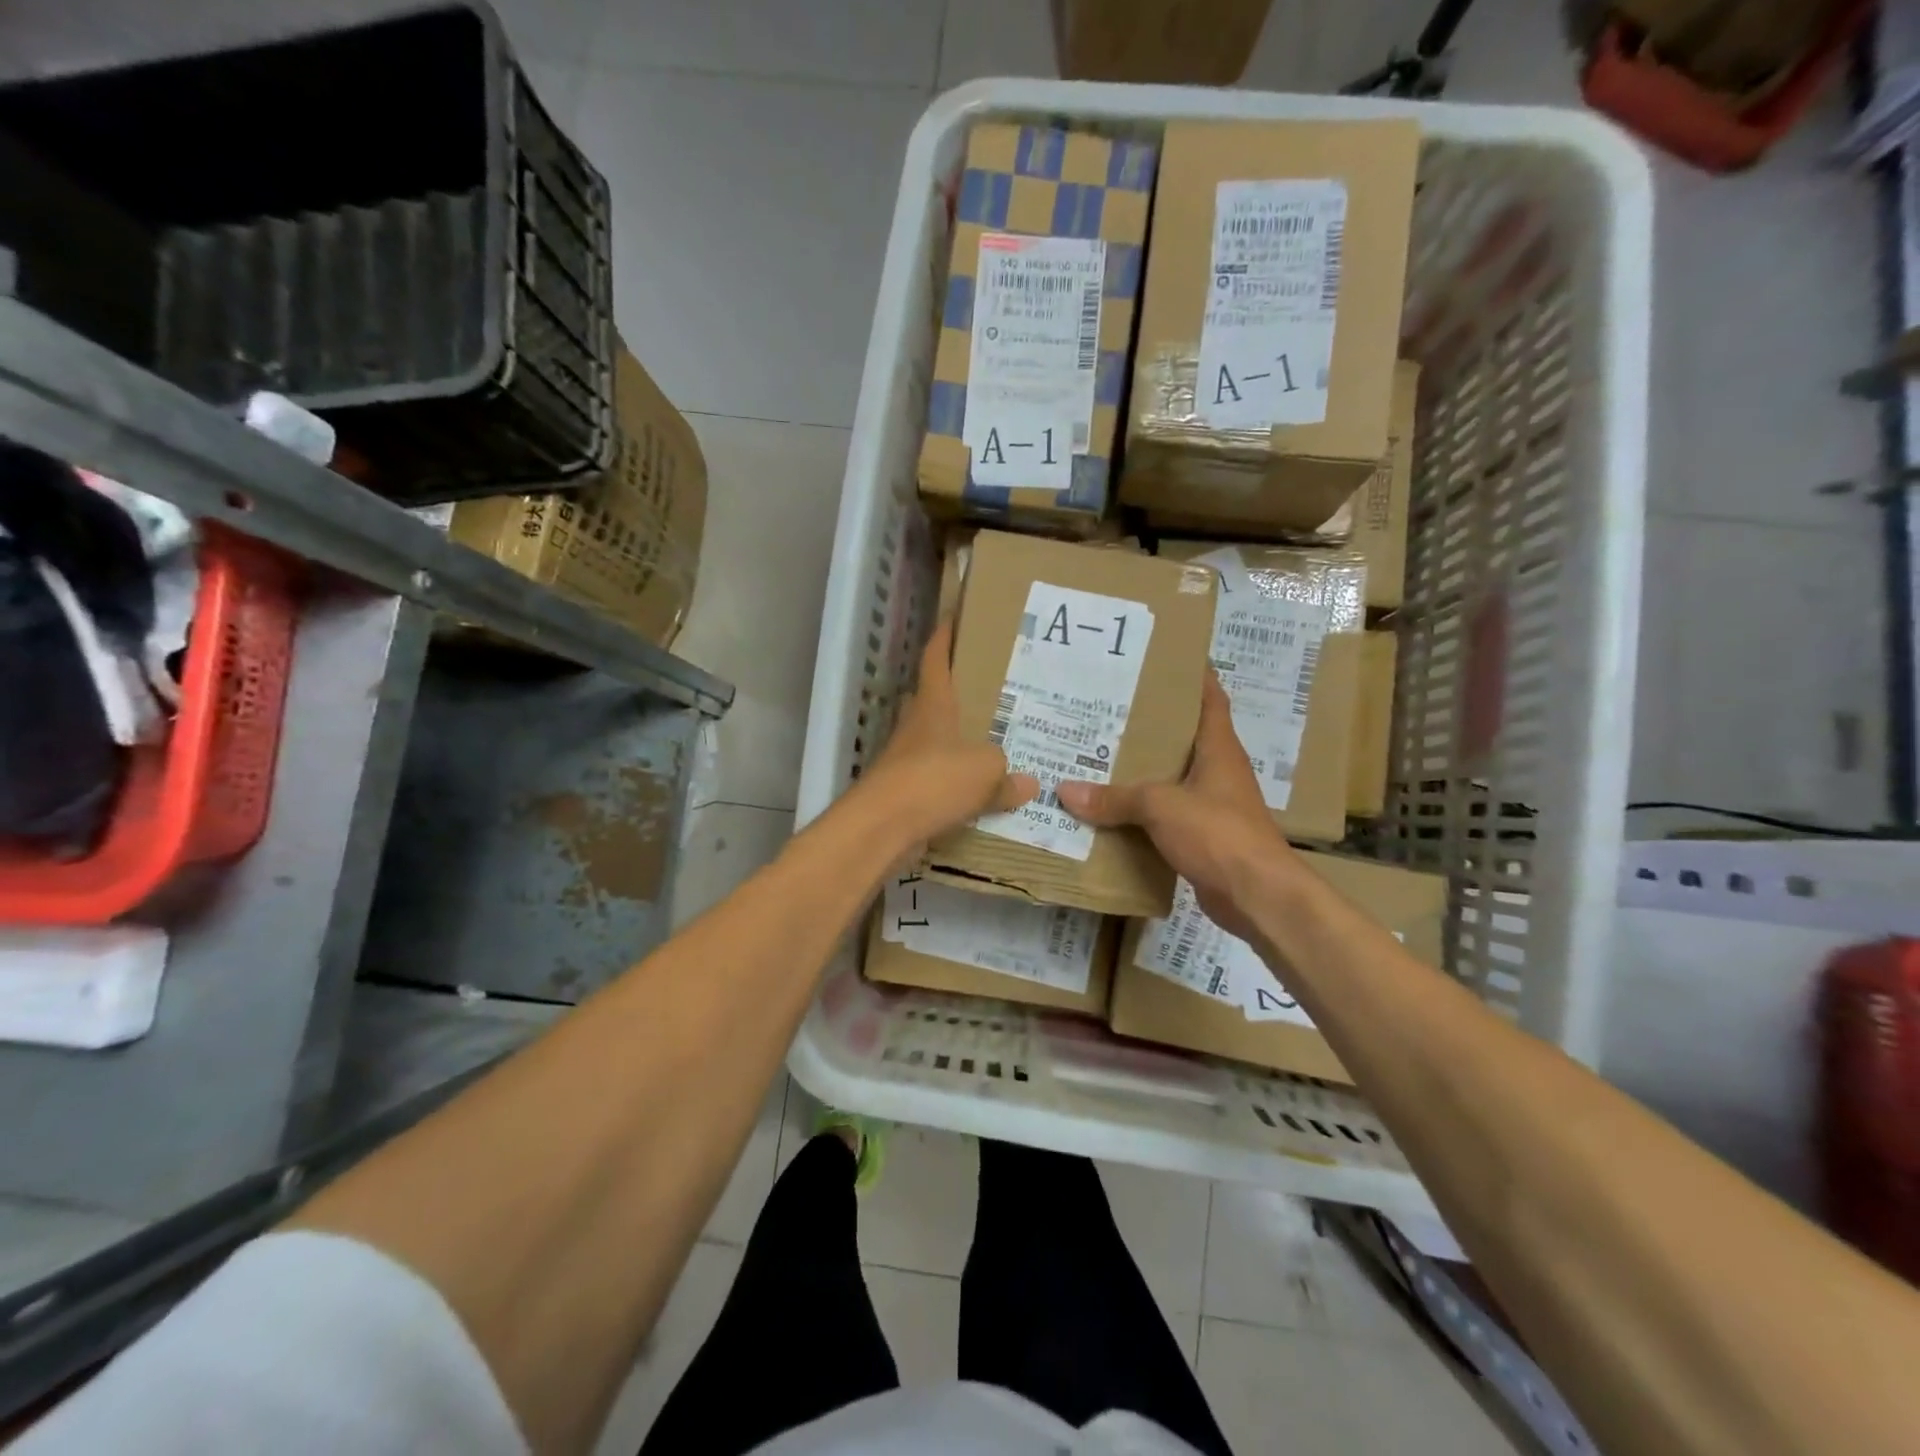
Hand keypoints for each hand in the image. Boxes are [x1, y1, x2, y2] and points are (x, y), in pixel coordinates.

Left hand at [860, 621, 1037, 846]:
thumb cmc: (934, 780)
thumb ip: (1007, 774)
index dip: (944, 638)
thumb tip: (1029, 783)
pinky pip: (935, 781)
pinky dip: (954, 784)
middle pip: (932, 699)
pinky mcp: (903, 792)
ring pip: (934, 742)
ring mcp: (905, 759)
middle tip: (989, 692)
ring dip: (956, 742)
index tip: (953, 619)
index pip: (935, 660)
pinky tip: (978, 794)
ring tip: (992, 745)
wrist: (883, 826)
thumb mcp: (985, 771)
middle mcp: (915, 726)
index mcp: (933, 705)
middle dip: (954, 694)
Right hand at [1056, 674, 1291, 939]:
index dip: (1193, 676)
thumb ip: (1115, 798)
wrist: (1258, 897)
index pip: (1210, 699)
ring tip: (1099, 754)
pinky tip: (1111, 809)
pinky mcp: (1203, 838)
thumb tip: (1066, 791)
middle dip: (1149, 724)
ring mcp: (1212, 806)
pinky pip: (1165, 816)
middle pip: (1183, 738)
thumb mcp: (1161, 806)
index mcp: (1218, 749)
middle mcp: (1218, 772)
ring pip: (1171, 779)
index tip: (1164, 658)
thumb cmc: (1219, 833)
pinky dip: (1141, 811)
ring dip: (1142, 770)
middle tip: (1107, 708)